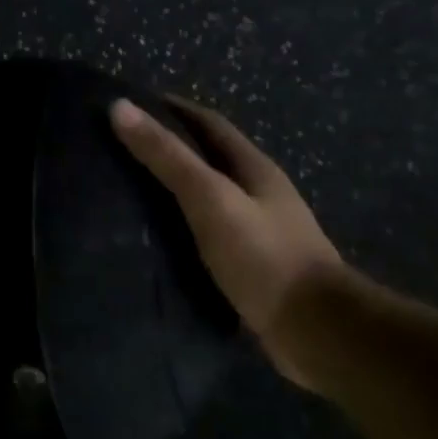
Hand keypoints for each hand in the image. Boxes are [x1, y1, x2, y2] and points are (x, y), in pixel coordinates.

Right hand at [110, 97, 348, 387]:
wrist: (319, 333)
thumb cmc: (264, 255)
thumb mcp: (209, 198)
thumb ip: (166, 156)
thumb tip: (119, 106)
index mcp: (254, 167)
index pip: (208, 122)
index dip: (172, 109)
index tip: (130, 105)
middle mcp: (259, 192)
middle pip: (209, 156)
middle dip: (169, 146)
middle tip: (119, 147)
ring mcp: (259, 229)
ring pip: (208, 195)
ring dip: (174, 187)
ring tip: (127, 189)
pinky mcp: (252, 264)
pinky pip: (208, 231)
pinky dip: (181, 224)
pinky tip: (156, 236)